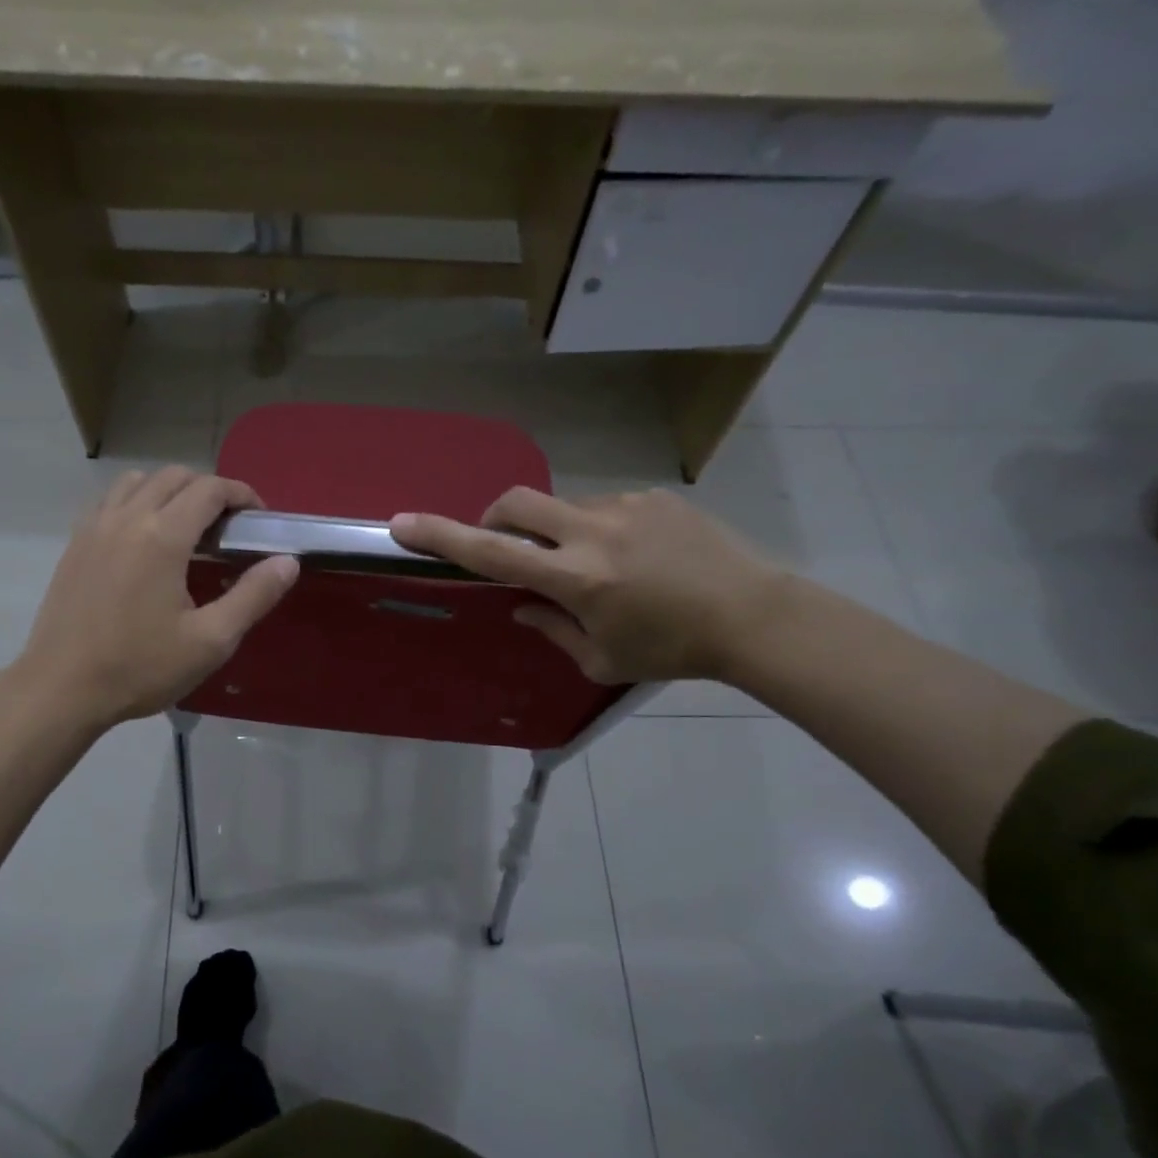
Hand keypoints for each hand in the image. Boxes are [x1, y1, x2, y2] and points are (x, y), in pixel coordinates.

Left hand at [13, 467, 297, 727]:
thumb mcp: (211, 640)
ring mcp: (95, 527)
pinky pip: (110, 500)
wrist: (62, 688)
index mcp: (163, 536)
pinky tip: (143, 539)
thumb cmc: (141, 668)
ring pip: (138, 481)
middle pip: (175, 476)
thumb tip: (287, 562)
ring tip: (185, 526)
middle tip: (227, 526)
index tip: (258, 518)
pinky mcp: (75, 543)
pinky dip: (135, 501)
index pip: (210, 489)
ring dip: (169, 490)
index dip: (241, 494)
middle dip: (208, 490)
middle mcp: (127, 518)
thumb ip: (253, 596)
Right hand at [391, 487, 785, 683]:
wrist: (754, 615)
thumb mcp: (603, 659)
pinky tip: (635, 559)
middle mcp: (592, 532)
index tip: (402, 522)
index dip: (441, 536)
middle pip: (516, 502)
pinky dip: (599, 531)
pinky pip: (605, 508)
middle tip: (508, 546)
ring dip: (558, 532)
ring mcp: (624, 507)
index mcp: (575, 577)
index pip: (492, 551)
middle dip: (494, 517)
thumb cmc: (672, 650)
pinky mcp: (653, 498)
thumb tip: (523, 606)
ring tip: (598, 568)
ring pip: (564, 507)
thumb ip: (552, 629)